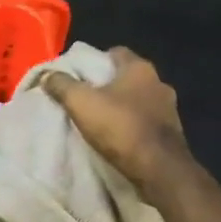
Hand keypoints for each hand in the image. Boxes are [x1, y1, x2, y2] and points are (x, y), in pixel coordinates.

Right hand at [42, 47, 192, 195]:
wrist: (159, 169)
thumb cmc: (120, 127)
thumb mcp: (81, 103)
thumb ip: (62, 85)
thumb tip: (47, 75)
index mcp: (140, 68)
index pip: (116, 52)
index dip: (96, 60)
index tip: (80, 75)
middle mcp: (159, 82)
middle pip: (128, 76)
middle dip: (108, 85)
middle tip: (86, 97)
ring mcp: (170, 108)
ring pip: (139, 99)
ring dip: (123, 106)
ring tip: (101, 119)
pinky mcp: (173, 132)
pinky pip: (148, 121)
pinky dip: (133, 125)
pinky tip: (120, 137)